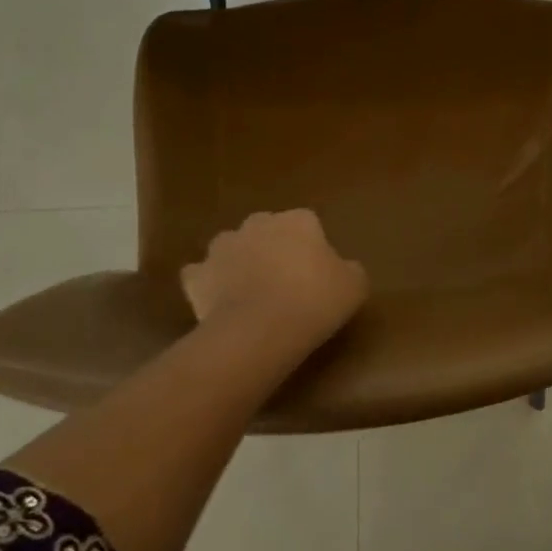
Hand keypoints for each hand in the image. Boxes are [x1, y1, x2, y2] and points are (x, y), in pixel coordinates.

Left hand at [181, 209, 368, 353]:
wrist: (260, 329)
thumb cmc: (315, 301)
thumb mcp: (354, 286)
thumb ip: (349, 269)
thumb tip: (343, 268)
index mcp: (298, 220)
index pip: (308, 223)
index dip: (312, 247)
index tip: (318, 272)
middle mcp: (258, 223)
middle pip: (267, 230)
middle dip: (273, 247)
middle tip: (285, 281)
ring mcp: (222, 247)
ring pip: (233, 248)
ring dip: (240, 262)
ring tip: (251, 292)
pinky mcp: (197, 275)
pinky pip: (202, 275)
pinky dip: (208, 284)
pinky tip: (219, 302)